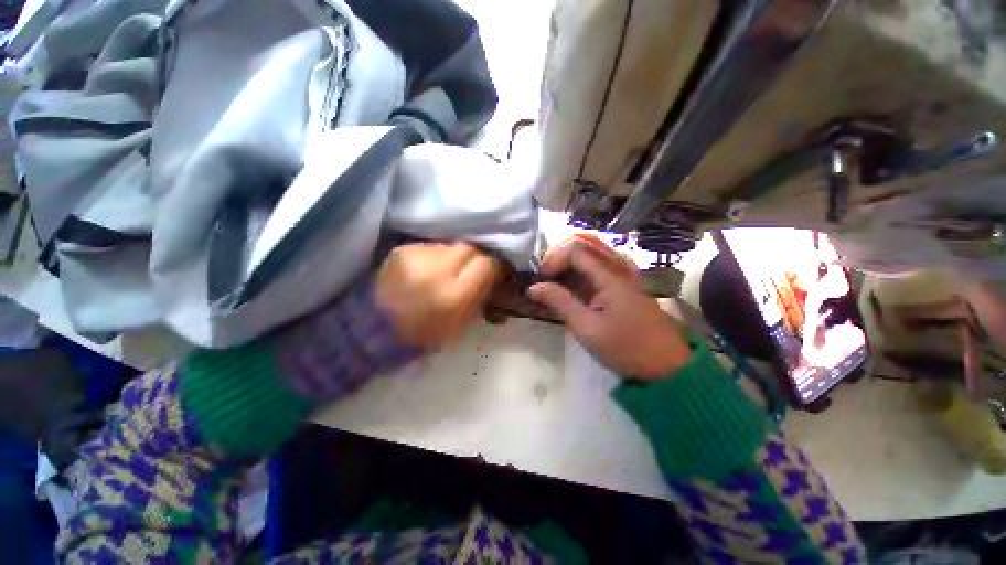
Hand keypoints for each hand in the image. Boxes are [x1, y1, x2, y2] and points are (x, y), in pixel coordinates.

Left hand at [376, 242, 502, 348]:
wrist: (376, 328)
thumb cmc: (423, 334)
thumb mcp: (460, 325)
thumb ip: (479, 295)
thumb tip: (493, 272)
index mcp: (452, 297)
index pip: (485, 264)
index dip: (491, 267)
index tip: (488, 273)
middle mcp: (435, 271)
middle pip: (469, 248)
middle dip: (473, 258)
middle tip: (468, 271)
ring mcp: (415, 257)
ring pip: (450, 246)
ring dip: (452, 257)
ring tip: (442, 273)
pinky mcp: (401, 250)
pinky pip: (431, 247)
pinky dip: (434, 257)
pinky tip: (425, 270)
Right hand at [528, 235, 691, 379]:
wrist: (666, 364)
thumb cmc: (626, 348)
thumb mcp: (587, 329)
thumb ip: (560, 303)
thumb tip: (533, 287)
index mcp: (610, 275)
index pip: (575, 249)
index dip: (553, 259)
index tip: (541, 279)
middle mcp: (619, 265)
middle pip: (584, 239)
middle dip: (558, 252)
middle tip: (545, 273)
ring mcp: (624, 270)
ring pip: (592, 246)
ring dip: (568, 256)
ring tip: (554, 276)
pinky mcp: (624, 279)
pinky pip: (599, 259)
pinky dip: (580, 263)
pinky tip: (572, 280)